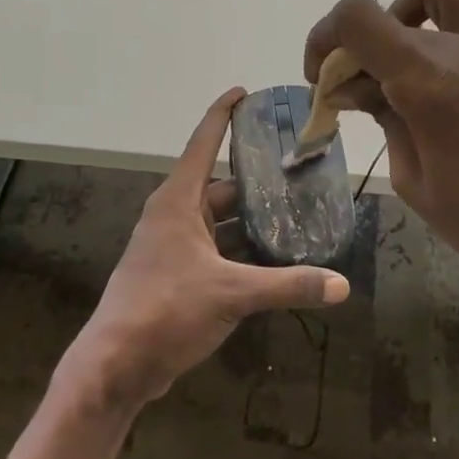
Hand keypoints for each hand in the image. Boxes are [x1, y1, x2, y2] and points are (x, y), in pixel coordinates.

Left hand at [61, 88, 349, 411]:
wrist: (115, 366)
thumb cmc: (166, 310)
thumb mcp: (232, 293)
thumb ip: (288, 286)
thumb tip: (342, 285)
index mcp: (178, 201)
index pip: (204, 142)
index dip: (223, 113)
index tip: (245, 92)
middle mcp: (175, 216)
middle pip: (221, 185)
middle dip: (257, 180)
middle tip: (299, 172)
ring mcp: (174, 247)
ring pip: (221, 222)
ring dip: (253, 222)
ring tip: (297, 216)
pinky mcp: (178, 275)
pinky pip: (217, 251)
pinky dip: (243, 252)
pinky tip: (276, 260)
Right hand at [304, 0, 458, 323]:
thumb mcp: (416, 181)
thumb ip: (383, 119)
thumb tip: (353, 87)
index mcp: (431, 82)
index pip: (356, 18)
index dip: (324, 37)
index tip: (322, 75)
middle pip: (390, 10)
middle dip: (360, 44)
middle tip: (360, 86)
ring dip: (409, 14)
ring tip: (407, 61)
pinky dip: (457, 18)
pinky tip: (456, 63)